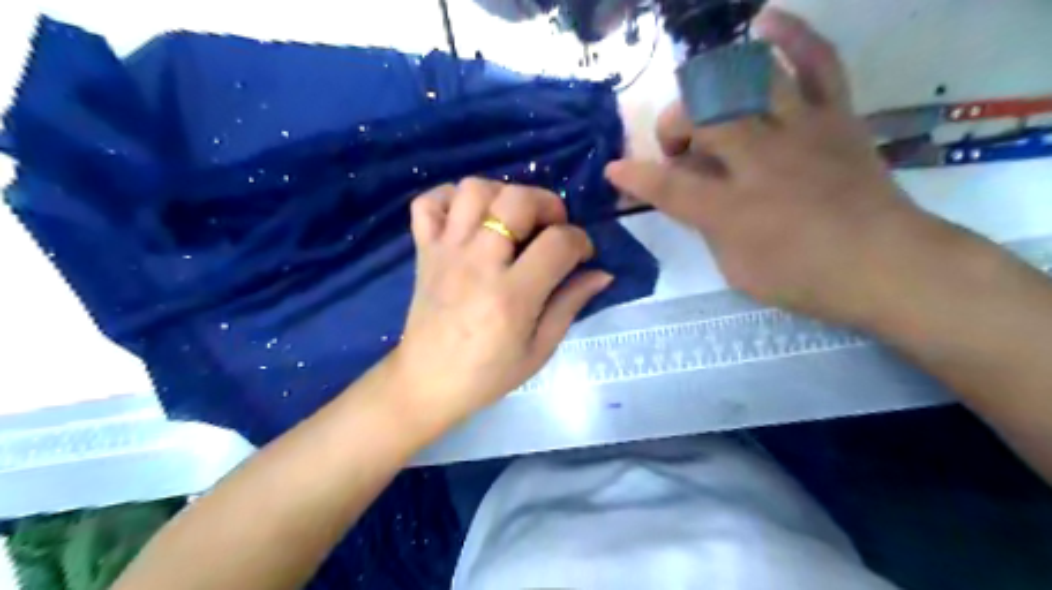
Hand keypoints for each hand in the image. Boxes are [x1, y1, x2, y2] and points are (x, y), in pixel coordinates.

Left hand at [387, 177, 617, 435]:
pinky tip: (468, 218)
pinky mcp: (423, 251)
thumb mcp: (540, 349)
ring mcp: (445, 252)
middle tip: (551, 227)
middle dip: (546, 203)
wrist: (426, 382)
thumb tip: (602, 274)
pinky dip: (450, 198)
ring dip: (501, 194)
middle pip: (515, 200)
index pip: (558, 242)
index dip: (580, 241)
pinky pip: (428, 203)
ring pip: (473, 189)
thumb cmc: (488, 373)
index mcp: (511, 295)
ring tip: (511, 219)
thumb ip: (570, 304)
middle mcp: (477, 263)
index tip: (582, 255)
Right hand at [604, 7, 941, 323]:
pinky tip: (763, 23)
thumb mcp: (736, 269)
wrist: (887, 265)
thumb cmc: (804, 278)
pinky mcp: (835, 116)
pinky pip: (817, 61)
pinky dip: (791, 35)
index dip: (634, 177)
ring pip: (745, 85)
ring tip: (706, 105)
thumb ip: (708, 227)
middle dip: (673, 127)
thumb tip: (696, 196)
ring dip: (712, 91)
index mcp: (731, 209)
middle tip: (678, 149)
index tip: (614, 170)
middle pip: (701, 119)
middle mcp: (759, 161)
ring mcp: (799, 131)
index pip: (667, 186)